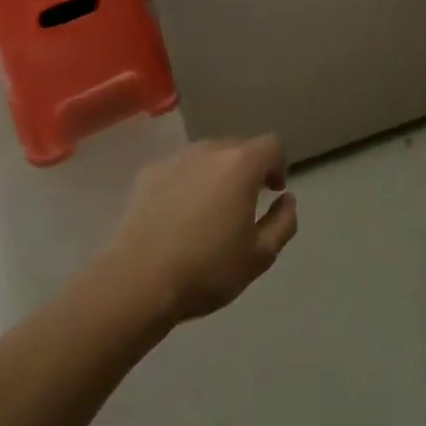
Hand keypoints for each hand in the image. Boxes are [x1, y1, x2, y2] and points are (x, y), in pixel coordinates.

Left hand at [104, 136, 298, 325]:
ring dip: (216, 174)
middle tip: (244, 203)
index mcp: (241, 164)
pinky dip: (186, 183)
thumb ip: (283, 223)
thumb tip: (287, 200)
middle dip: (247, 169)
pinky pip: (178, 170)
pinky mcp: (148, 173)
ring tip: (209, 210)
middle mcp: (209, 150)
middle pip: (237, 147)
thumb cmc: (206, 269)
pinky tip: (178, 216)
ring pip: (206, 157)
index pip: (271, 144)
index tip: (273, 191)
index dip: (278, 165)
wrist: (138, 280)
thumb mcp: (260, 256)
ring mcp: (176, 159)